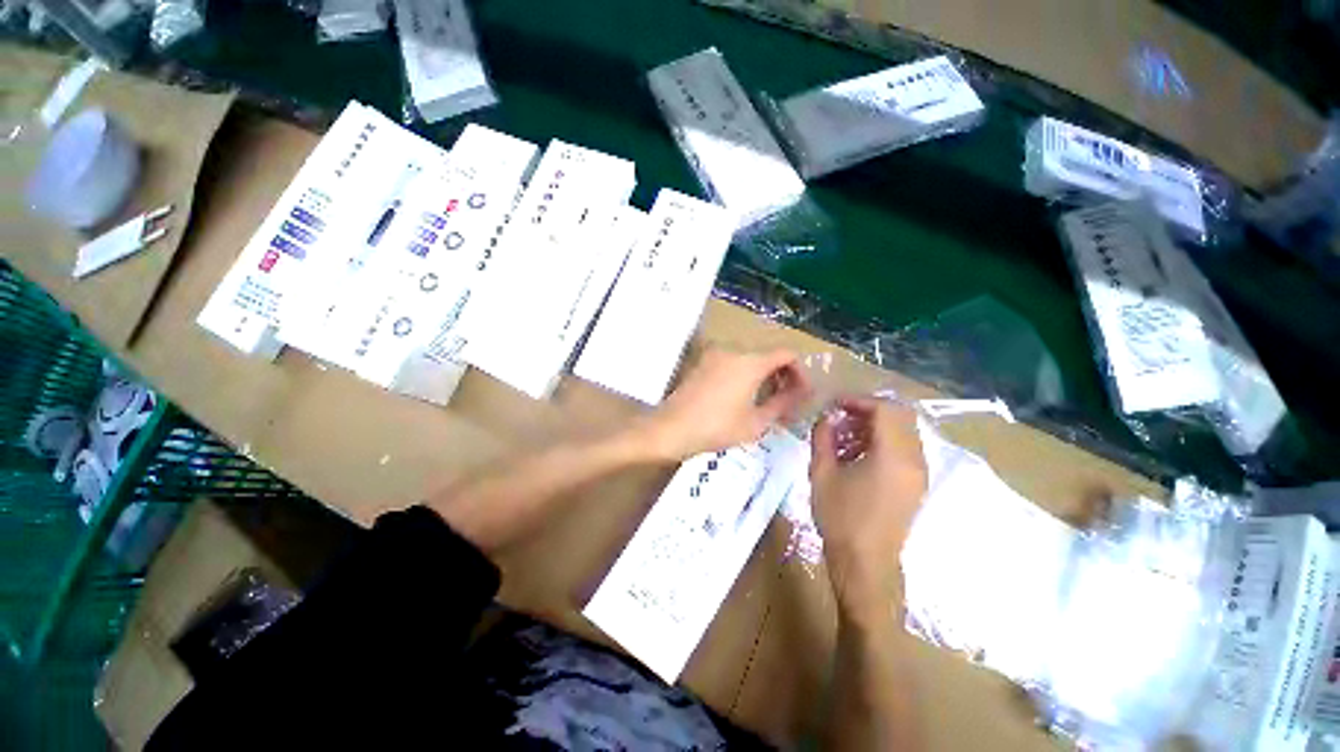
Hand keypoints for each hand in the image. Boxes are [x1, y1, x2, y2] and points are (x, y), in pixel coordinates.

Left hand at [640, 347, 811, 461]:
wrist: (671, 428)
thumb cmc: (716, 428)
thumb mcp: (756, 422)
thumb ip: (783, 403)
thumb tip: (801, 394)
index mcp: (750, 361)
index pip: (787, 354)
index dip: (800, 372)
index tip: (802, 394)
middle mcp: (734, 350)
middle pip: (768, 355)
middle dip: (782, 376)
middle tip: (786, 402)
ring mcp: (715, 354)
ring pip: (750, 359)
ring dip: (763, 375)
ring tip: (766, 402)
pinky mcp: (702, 362)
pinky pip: (733, 362)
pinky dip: (745, 374)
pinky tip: (742, 397)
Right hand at [810, 398, 927, 620]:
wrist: (865, 563)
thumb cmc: (840, 517)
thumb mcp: (821, 473)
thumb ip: (822, 437)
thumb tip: (827, 417)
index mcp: (893, 456)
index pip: (885, 409)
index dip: (859, 400)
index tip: (835, 405)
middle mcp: (914, 460)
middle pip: (900, 416)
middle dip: (868, 410)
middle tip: (841, 417)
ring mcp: (920, 473)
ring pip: (904, 431)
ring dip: (876, 425)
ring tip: (846, 436)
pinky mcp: (916, 484)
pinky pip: (905, 448)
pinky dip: (884, 440)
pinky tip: (858, 454)